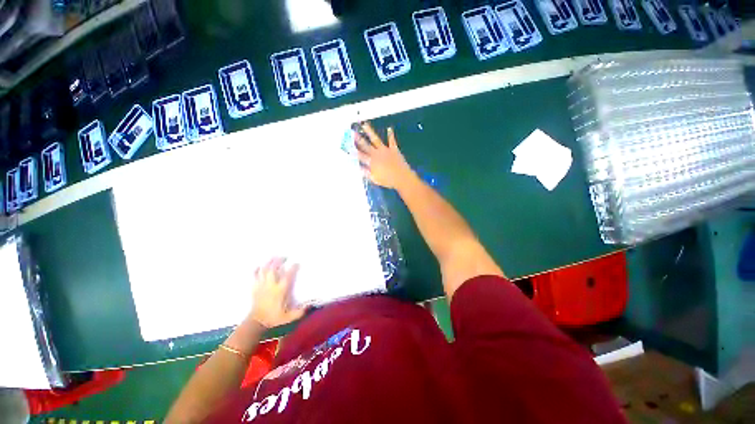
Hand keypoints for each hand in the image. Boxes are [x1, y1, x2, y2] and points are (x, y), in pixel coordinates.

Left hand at [249, 258, 306, 328]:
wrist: (256, 323)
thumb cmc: (274, 318)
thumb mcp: (289, 316)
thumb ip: (299, 311)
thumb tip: (309, 305)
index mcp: (280, 290)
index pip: (287, 275)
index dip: (292, 268)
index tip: (296, 263)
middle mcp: (271, 286)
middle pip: (273, 269)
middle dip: (278, 261)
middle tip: (284, 257)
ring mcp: (262, 286)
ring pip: (264, 270)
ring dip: (268, 262)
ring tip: (273, 257)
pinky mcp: (255, 288)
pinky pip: (254, 276)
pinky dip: (256, 270)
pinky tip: (259, 266)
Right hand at [355, 122, 413, 188]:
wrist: (402, 177)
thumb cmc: (388, 180)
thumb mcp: (374, 178)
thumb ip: (366, 172)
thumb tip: (358, 167)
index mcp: (372, 161)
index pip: (360, 155)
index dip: (353, 151)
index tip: (347, 146)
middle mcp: (377, 153)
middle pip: (366, 145)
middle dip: (358, 139)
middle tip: (353, 132)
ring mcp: (385, 150)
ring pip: (376, 139)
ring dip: (370, 131)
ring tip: (365, 124)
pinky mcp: (394, 149)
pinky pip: (392, 141)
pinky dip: (391, 135)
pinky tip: (389, 128)